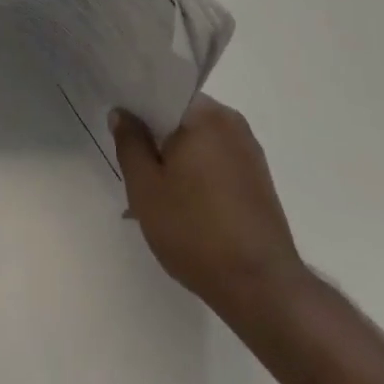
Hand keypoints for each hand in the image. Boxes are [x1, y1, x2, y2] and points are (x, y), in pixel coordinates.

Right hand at [110, 94, 309, 317]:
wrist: (263, 290)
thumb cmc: (196, 231)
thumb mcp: (145, 187)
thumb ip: (129, 143)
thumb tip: (122, 113)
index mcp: (205, 114)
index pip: (162, 93)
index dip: (137, 108)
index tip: (120, 129)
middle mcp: (231, 123)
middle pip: (181, 119)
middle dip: (156, 139)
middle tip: (133, 169)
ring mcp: (249, 153)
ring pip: (198, 143)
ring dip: (175, 161)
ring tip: (155, 197)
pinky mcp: (259, 181)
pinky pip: (216, 164)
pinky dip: (197, 176)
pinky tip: (182, 209)